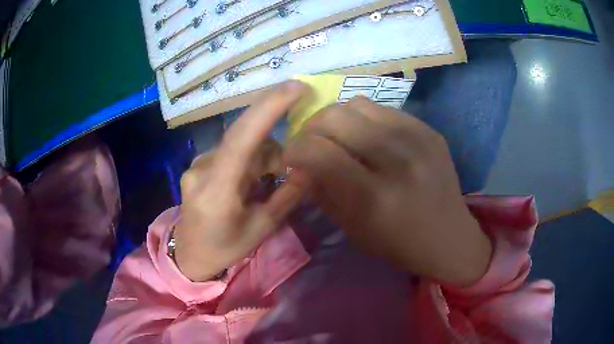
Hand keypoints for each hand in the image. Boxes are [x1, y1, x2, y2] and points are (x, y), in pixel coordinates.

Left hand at [174, 81, 308, 281]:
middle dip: (272, 148)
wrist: (189, 256)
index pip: (242, 138)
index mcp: (217, 192)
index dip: (268, 108)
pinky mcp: (197, 165)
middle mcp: (202, 170)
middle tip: (284, 171)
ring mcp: (196, 165)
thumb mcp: (262, 229)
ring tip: (262, 185)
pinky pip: (229, 150)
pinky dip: (246, 159)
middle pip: (245, 138)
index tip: (297, 87)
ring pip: (238, 144)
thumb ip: (287, 196)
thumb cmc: (225, 249)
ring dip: (259, 157)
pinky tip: (246, 182)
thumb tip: (309, 166)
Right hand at [284, 97, 491, 285]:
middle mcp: (396, 159)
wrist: (449, 237)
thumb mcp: (352, 228)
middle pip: (335, 116)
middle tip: (313, 144)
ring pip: (357, 104)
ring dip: (338, 119)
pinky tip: (370, 138)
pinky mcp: (429, 130)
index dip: (294, 149)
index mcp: (373, 196)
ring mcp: (417, 139)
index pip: (318, 152)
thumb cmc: (398, 243)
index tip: (292, 157)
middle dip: (312, 128)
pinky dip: (366, 120)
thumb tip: (297, 165)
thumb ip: (320, 192)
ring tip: (341, 138)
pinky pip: (383, 109)